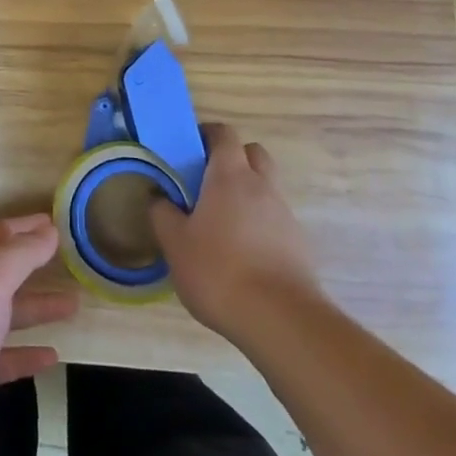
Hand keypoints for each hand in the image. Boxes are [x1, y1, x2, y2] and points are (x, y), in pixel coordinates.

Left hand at [0, 214, 77, 455]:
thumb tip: (48, 229)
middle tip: (71, 265)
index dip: (25, 228)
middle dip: (33, 268)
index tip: (55, 224)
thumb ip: (20, 255)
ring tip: (72, 307)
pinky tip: (52, 358)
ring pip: (1, 317)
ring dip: (35, 310)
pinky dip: (23, 356)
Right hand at [149, 122, 321, 339]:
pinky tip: (241, 252)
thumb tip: (157, 196)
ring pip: (266, 187)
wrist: (280, 320)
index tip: (188, 148)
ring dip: (247, 193)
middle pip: (253, 153)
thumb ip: (162, 214)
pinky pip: (275, 219)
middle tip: (207, 180)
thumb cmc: (219, 271)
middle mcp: (262, 187)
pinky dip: (259, 223)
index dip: (206, 134)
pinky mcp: (298, 245)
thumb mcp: (175, 243)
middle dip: (233, 158)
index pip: (224, 134)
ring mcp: (285, 215)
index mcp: (230, 176)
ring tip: (221, 222)